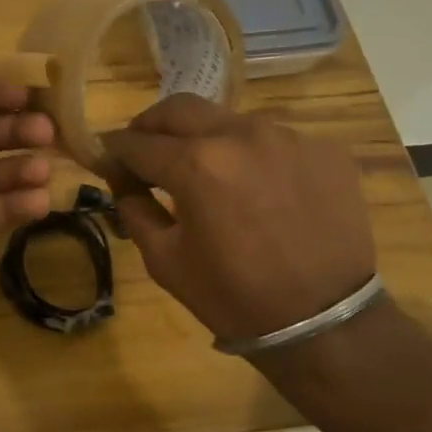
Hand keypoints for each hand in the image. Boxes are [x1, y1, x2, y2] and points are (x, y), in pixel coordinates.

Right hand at [102, 94, 375, 342]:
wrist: (325, 322)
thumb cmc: (233, 297)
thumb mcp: (165, 259)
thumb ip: (134, 208)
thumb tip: (122, 179)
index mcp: (195, 164)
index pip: (137, 142)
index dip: (114, 151)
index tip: (107, 160)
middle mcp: (240, 134)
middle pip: (178, 108)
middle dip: (151, 126)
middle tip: (145, 152)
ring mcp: (288, 136)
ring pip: (227, 120)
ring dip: (204, 139)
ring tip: (205, 173)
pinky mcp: (323, 149)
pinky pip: (272, 140)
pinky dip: (250, 156)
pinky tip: (255, 189)